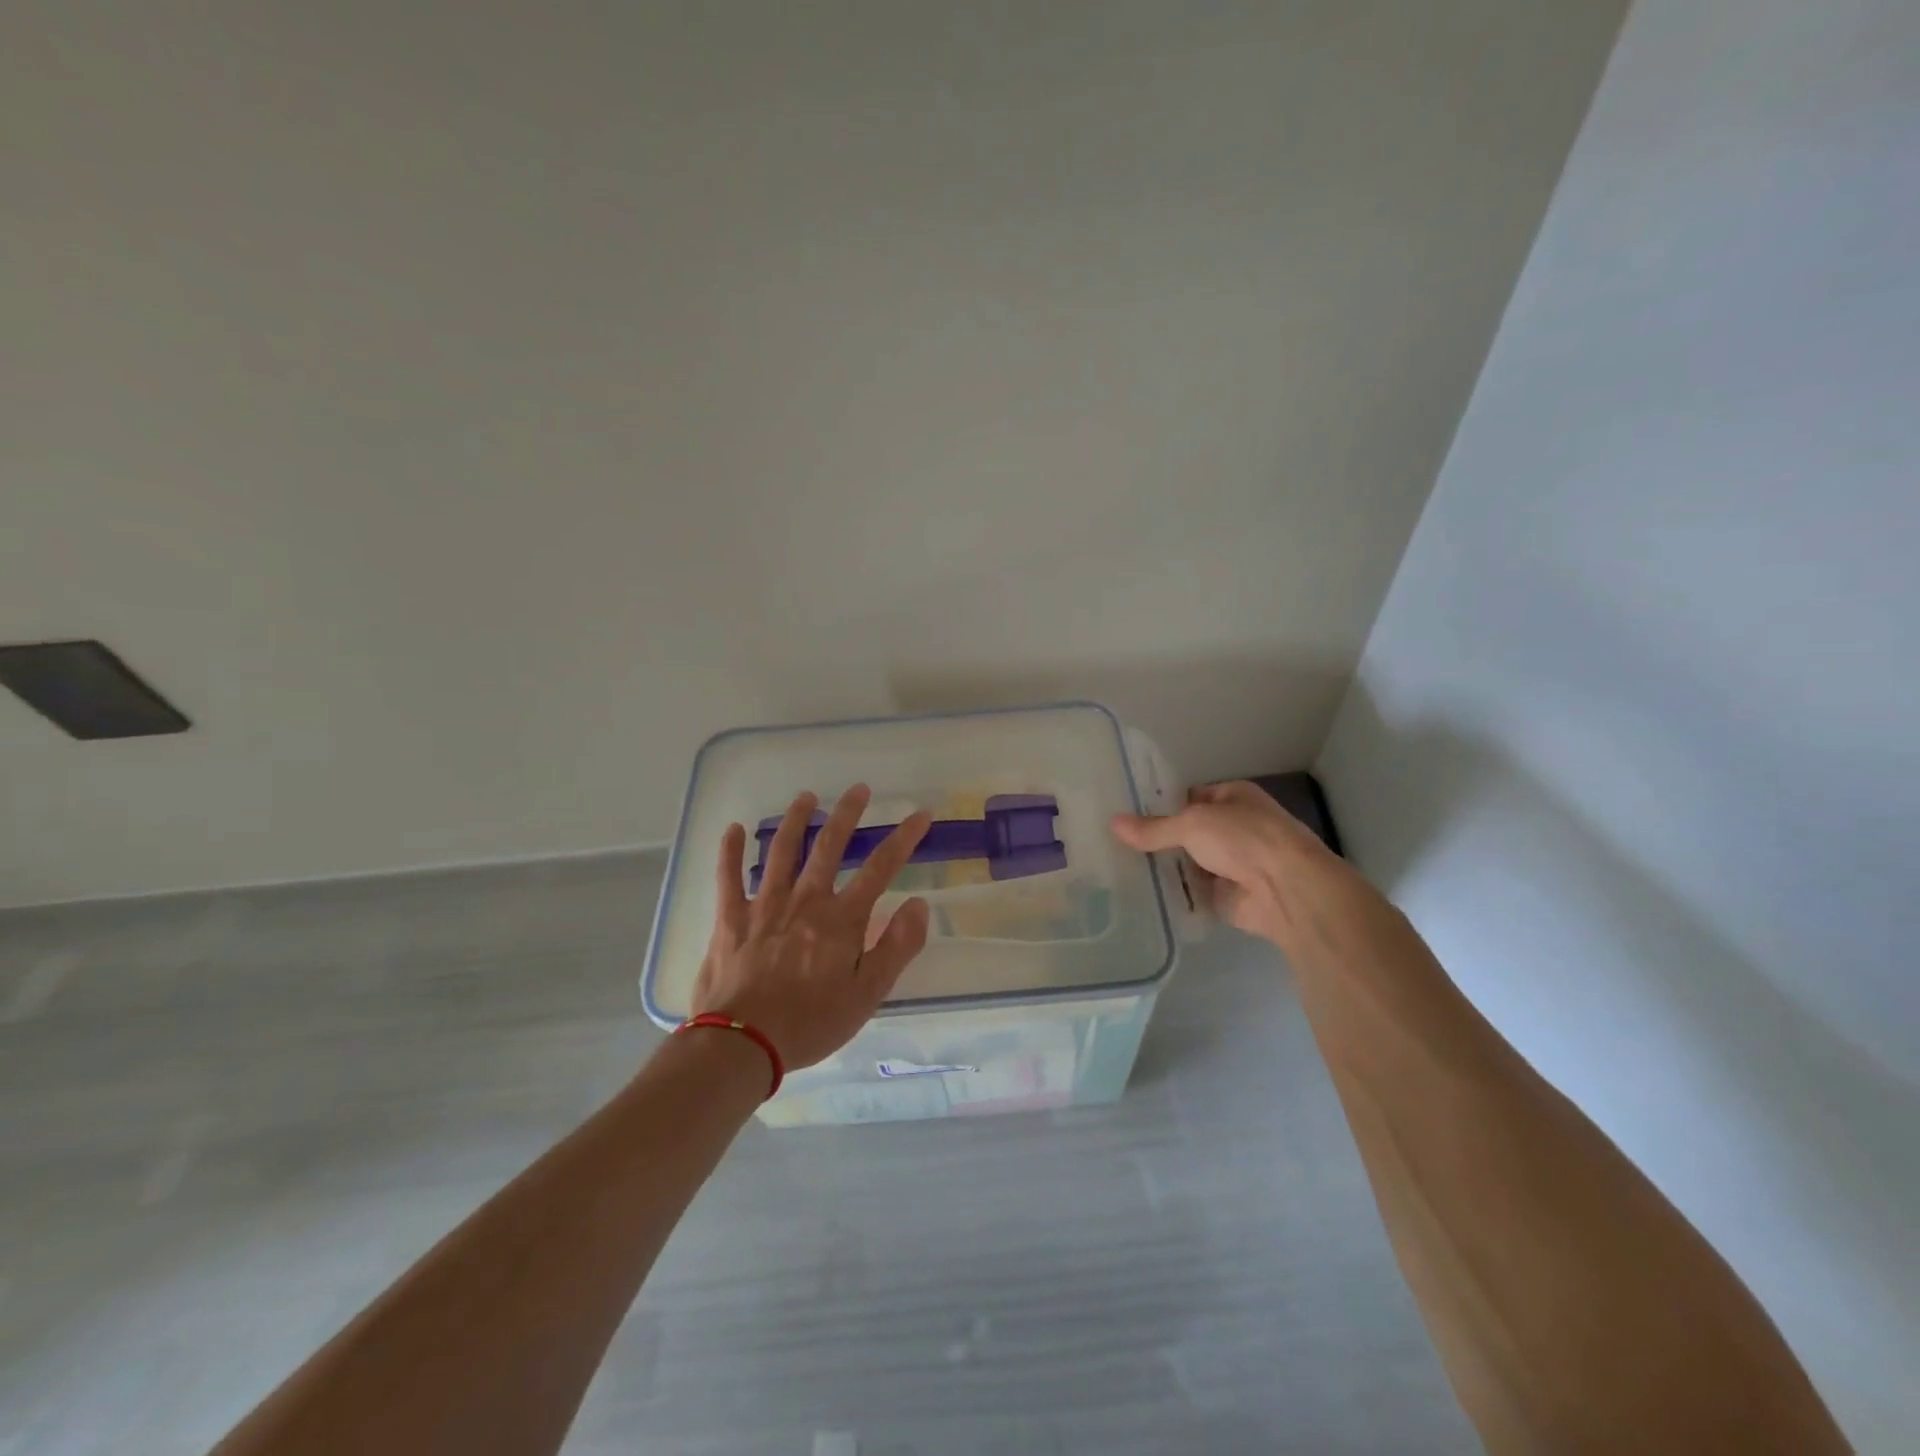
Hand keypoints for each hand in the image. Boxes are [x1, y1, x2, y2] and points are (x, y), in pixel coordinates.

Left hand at [690, 785, 932, 1070]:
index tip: (921, 814)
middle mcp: (805, 900)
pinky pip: (728, 877)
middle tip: (859, 789)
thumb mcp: (868, 994)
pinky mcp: (731, 918)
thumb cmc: (811, 1022)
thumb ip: (896, 947)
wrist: (743, 1044)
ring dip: (796, 820)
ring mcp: (765, 905)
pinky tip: (734, 829)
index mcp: (841, 918)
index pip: (881, 867)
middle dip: (847, 814)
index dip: (904, 838)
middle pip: (829, 846)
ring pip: (782, 851)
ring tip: (806, 797)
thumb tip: (918, 904)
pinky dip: (731, 850)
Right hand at [1110, 780, 1350, 948]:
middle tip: (1113, 843)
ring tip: (1118, 868)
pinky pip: (1192, 891)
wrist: (1286, 889)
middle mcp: (1232, 827)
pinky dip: (1173, 893)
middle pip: (1186, 832)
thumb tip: (1112, 823)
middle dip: (1157, 839)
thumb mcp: (1192, 824)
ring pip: (1188, 862)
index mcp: (1232, 797)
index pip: (1187, 797)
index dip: (1159, 805)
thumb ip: (1153, 828)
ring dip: (1164, 867)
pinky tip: (1140, 893)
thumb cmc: (1244, 839)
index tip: (1124, 813)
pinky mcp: (1226, 895)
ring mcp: (1230, 863)